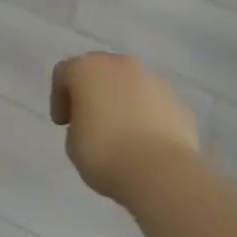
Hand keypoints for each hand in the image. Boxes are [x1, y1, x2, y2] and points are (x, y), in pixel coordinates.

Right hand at [51, 53, 201, 205]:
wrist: (162, 172)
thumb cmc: (106, 154)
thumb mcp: (73, 143)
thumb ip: (78, 124)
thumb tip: (93, 122)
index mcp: (86, 69)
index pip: (64, 73)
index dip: (59, 98)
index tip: (63, 124)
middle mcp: (119, 64)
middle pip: (99, 70)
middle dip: (92, 92)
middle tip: (90, 120)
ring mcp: (152, 80)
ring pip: (130, 84)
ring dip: (122, 101)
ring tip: (122, 133)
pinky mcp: (177, 101)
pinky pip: (153, 103)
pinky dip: (147, 115)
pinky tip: (146, 141)